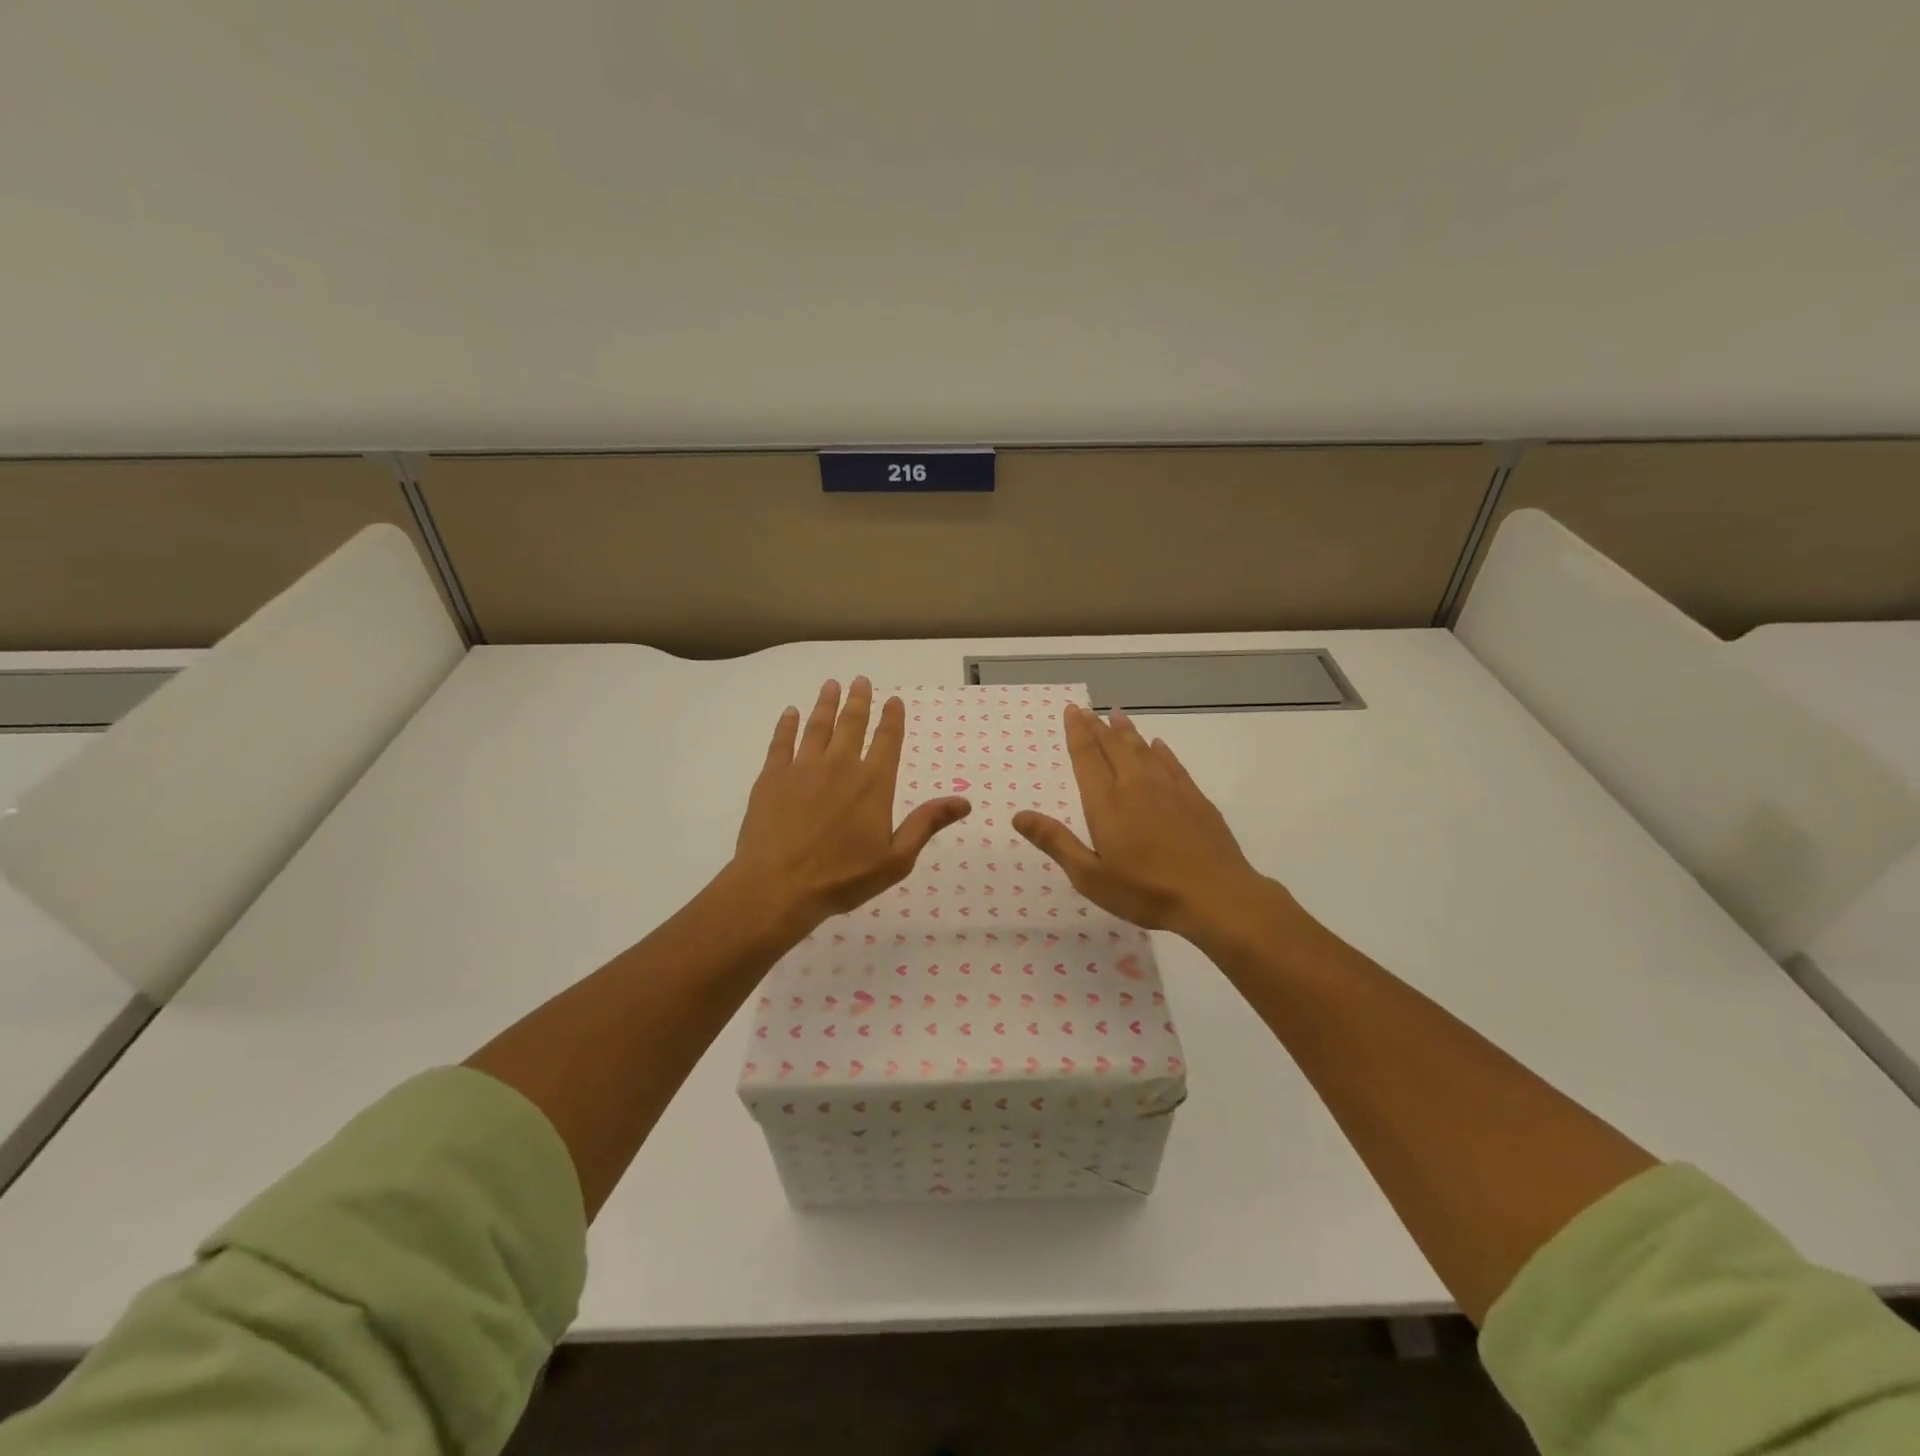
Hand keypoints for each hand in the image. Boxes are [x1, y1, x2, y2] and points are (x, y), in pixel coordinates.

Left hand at [730, 677, 970, 936]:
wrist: (777, 886)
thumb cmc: (842, 878)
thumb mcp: (896, 859)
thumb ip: (926, 824)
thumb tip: (964, 801)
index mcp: (873, 784)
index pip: (887, 741)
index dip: (892, 718)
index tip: (893, 700)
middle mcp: (840, 766)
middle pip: (851, 724)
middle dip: (859, 700)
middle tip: (861, 679)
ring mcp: (802, 768)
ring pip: (817, 726)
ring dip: (826, 703)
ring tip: (830, 684)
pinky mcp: (772, 777)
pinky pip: (781, 742)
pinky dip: (787, 725)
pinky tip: (790, 712)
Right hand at [1012, 704, 1279, 942]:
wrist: (1215, 896)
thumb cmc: (1145, 891)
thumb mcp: (1090, 876)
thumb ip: (1056, 842)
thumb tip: (1018, 815)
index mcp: (1106, 802)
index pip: (1087, 757)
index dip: (1077, 732)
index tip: (1072, 711)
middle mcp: (1135, 785)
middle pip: (1113, 746)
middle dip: (1097, 726)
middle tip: (1087, 710)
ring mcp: (1169, 789)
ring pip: (1143, 749)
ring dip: (1127, 731)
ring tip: (1116, 715)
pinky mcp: (1195, 798)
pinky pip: (1172, 763)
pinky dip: (1161, 751)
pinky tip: (1158, 745)